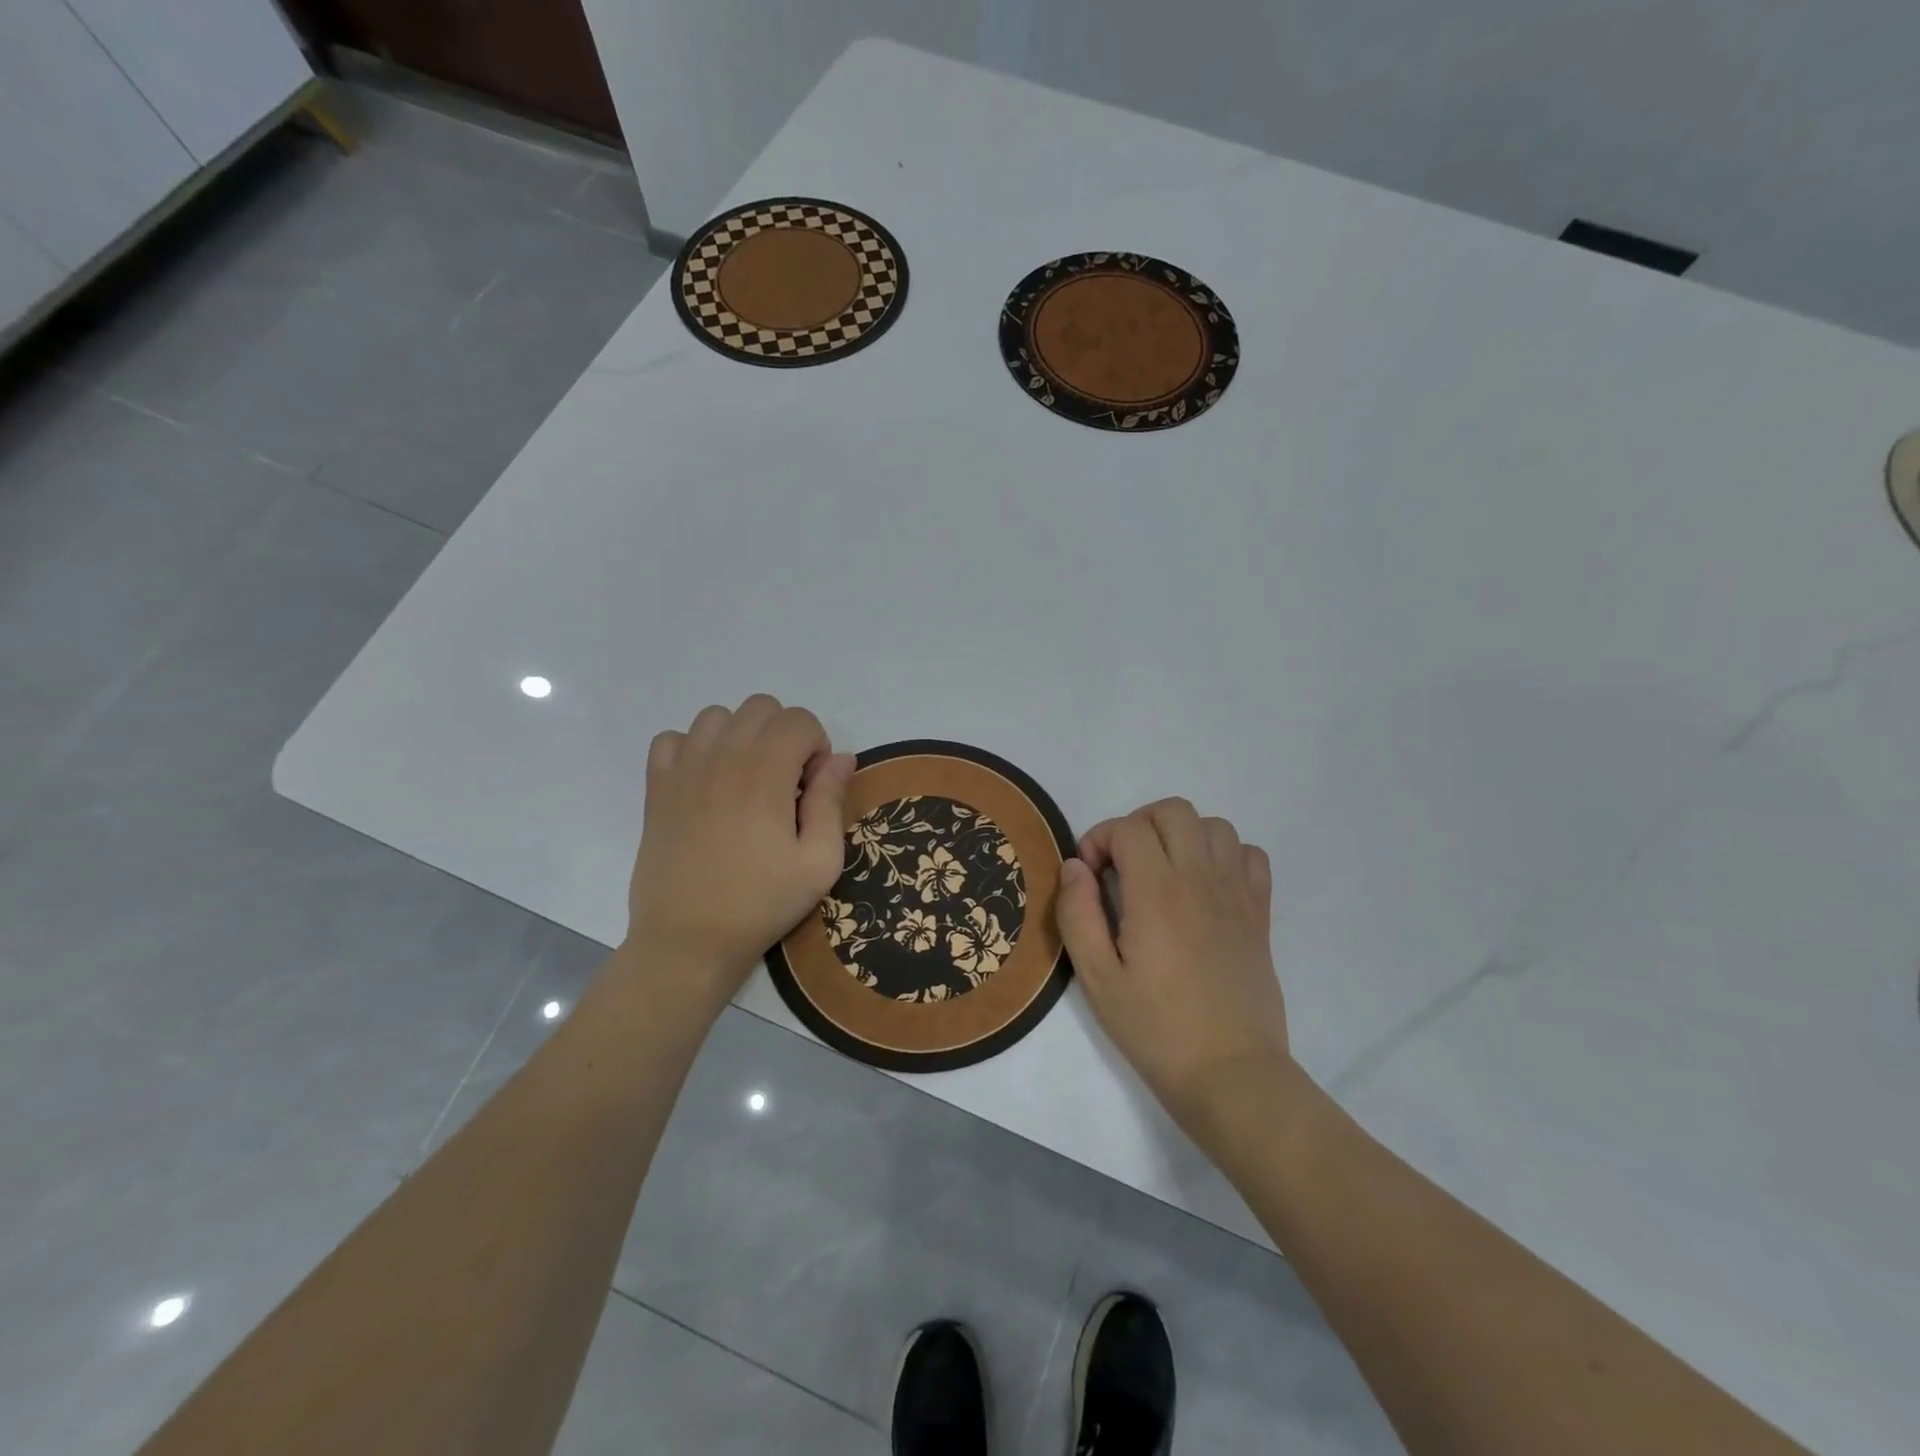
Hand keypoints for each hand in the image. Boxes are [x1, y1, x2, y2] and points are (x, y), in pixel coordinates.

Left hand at [624, 695, 854, 1014]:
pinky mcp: (657, 788)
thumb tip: (841, 758)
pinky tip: (706, 783)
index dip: (817, 748)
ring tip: (746, 781)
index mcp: (764, 773)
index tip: (811, 790)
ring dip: (741, 737)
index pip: (799, 720)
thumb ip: (831, 801)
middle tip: (784, 784)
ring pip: (716, 716)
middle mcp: (722, 758)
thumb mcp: (819, 862)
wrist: (688, 940)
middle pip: (761, 708)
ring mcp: (683, 770)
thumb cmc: (762, 903)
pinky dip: (693, 748)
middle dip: (784, 735)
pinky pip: (672, 739)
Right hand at [1055, 798, 1291, 1141]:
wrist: (1230, 1073)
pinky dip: (1225, 855)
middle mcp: (1200, 879)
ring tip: (1162, 871)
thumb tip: (1074, 866)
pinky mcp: (1259, 914)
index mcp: (1157, 893)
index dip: (1099, 839)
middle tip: (1121, 865)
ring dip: (1181, 835)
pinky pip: (1251, 855)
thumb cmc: (1156, 1028)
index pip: (1127, 828)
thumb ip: (1077, 914)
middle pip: (1173, 811)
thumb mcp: (1097, 978)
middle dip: (1138, 824)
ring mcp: (1236, 894)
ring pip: (1215, 825)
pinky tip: (1205, 886)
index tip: (1089, 875)